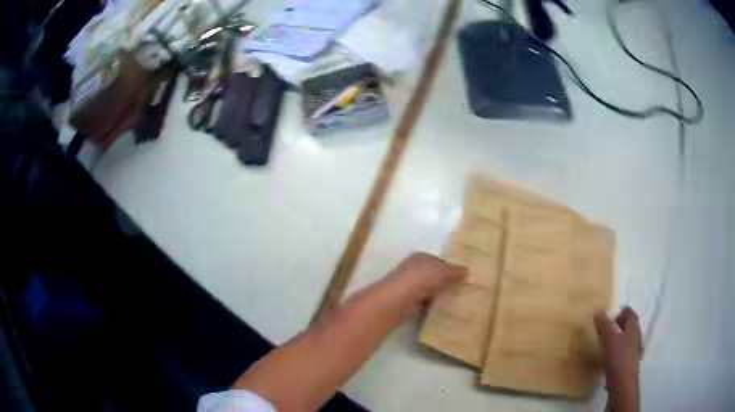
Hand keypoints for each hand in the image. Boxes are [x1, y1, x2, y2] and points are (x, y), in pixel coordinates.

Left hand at [371, 253, 466, 324]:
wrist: (396, 301)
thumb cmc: (419, 279)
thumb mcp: (440, 271)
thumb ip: (454, 271)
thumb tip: (467, 270)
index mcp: (420, 258)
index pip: (438, 261)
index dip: (450, 268)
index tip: (463, 277)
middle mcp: (413, 270)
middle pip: (432, 275)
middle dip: (444, 282)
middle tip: (462, 290)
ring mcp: (409, 286)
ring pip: (428, 290)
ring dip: (438, 295)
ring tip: (455, 301)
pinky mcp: (407, 302)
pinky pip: (424, 303)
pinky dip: (431, 306)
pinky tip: (441, 310)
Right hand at [594, 307, 641, 411]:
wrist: (622, 384)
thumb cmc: (618, 357)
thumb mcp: (608, 339)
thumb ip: (604, 325)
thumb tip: (599, 310)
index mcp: (633, 328)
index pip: (631, 314)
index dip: (623, 312)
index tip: (614, 314)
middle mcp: (636, 338)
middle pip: (630, 327)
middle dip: (621, 325)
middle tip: (609, 327)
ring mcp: (634, 352)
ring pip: (627, 340)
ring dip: (619, 339)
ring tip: (607, 344)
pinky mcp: (628, 364)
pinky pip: (624, 353)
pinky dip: (617, 352)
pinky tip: (609, 359)